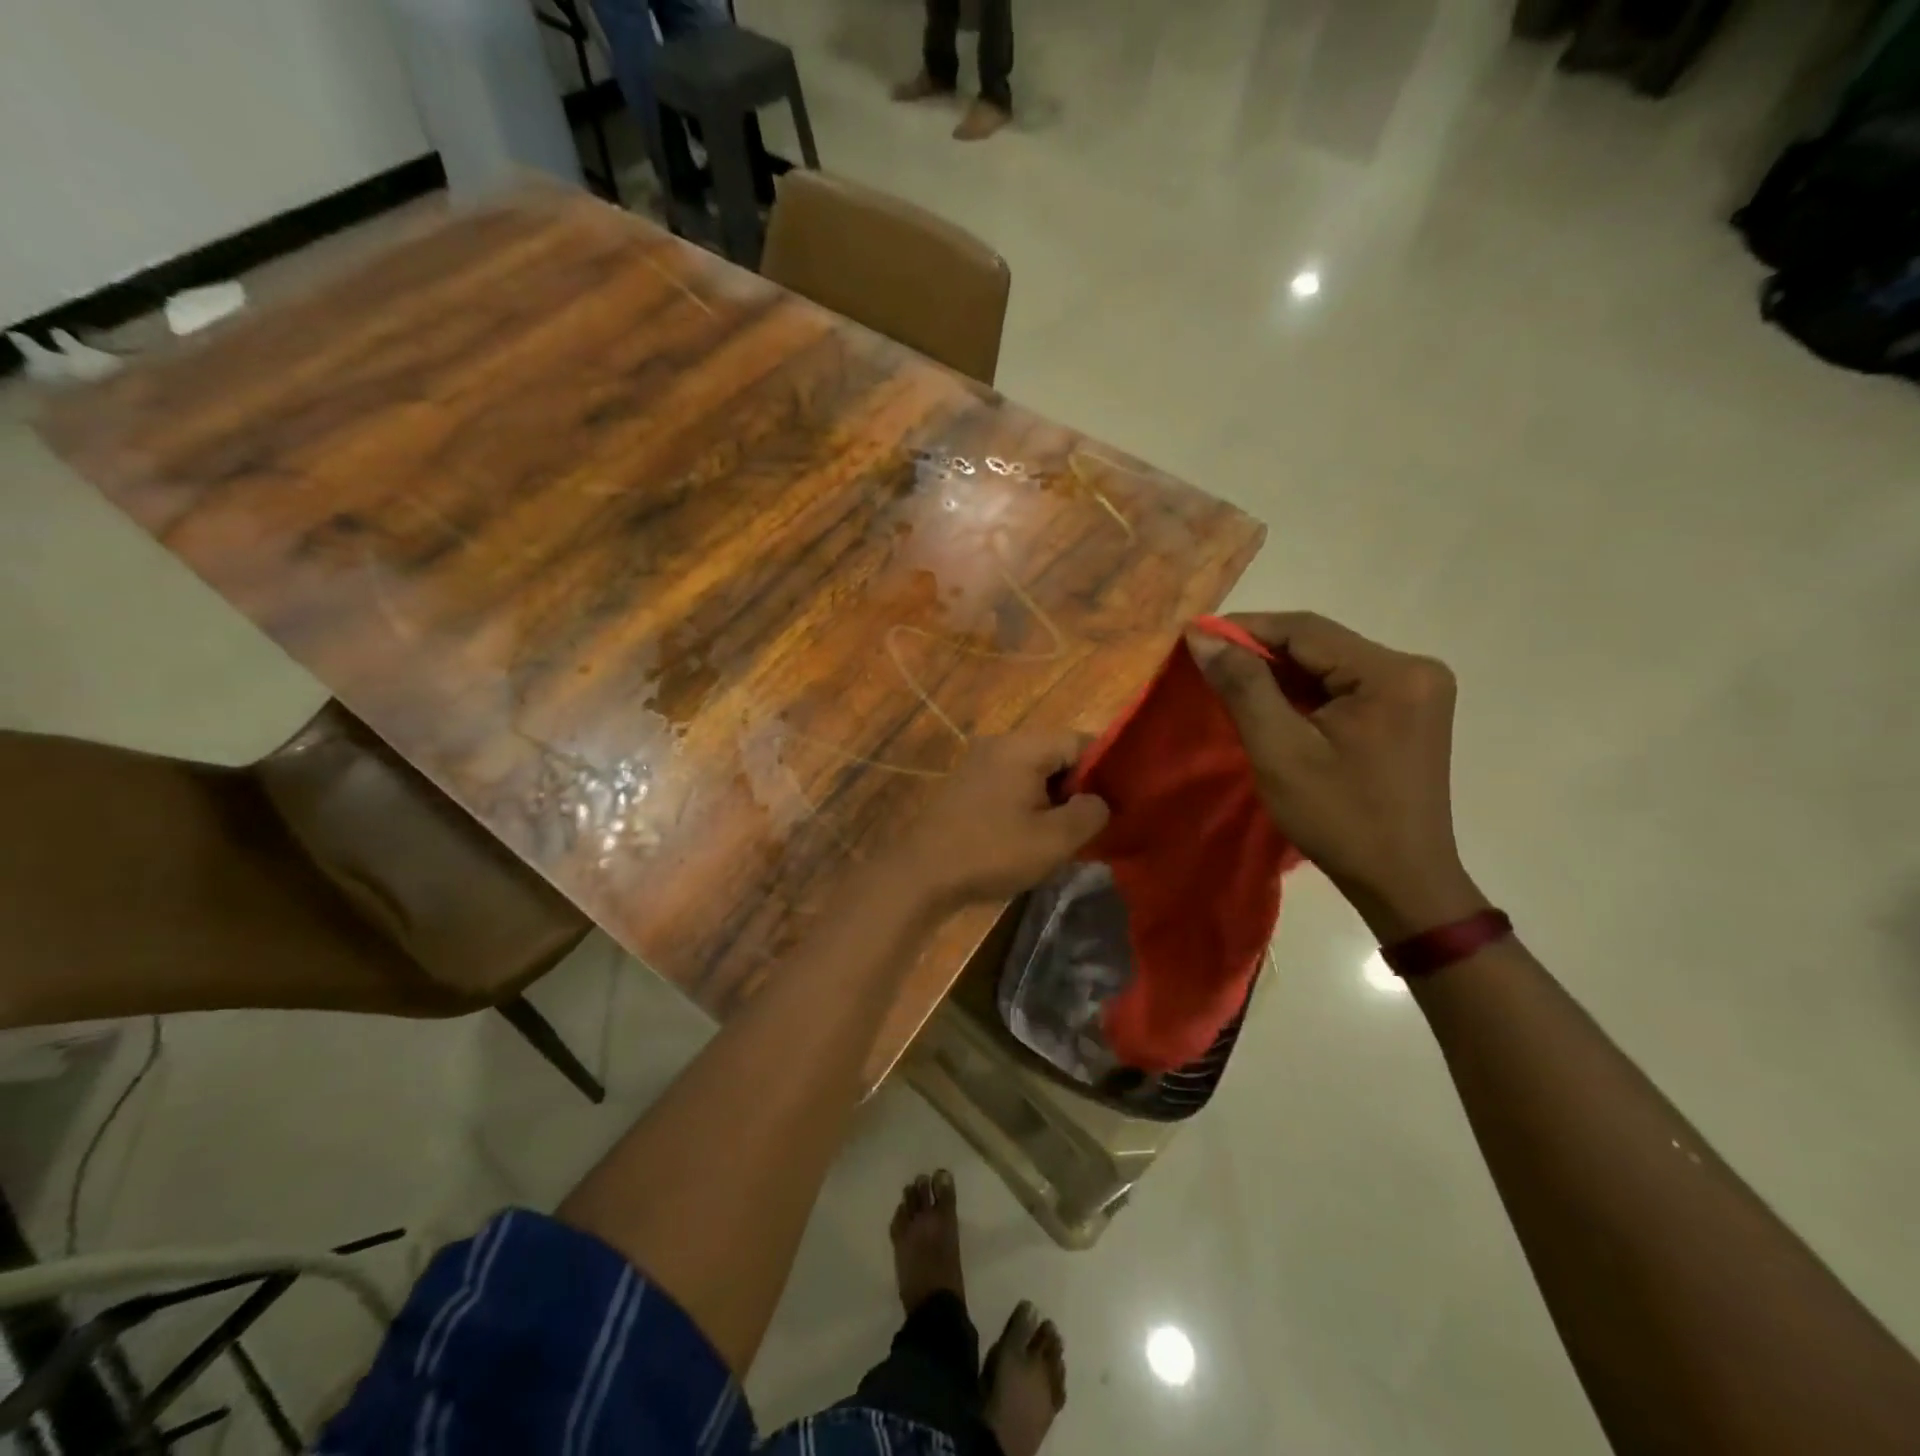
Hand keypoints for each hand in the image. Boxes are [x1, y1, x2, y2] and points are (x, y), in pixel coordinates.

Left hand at [899, 733, 1108, 909]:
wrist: (922, 873)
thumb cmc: (992, 852)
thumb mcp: (1055, 840)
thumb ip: (1090, 813)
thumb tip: (1098, 801)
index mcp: (1023, 746)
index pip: (1081, 741)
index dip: (1106, 771)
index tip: (1116, 804)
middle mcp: (1000, 743)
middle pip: (1056, 754)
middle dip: (1078, 787)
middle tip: (1091, 824)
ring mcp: (979, 762)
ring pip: (1034, 771)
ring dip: (1053, 798)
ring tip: (1063, 834)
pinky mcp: (967, 784)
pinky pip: (1011, 783)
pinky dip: (1028, 802)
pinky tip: (1031, 834)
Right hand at [1188, 612, 1487, 940]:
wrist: (1401, 880)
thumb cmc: (1338, 818)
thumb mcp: (1280, 751)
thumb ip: (1243, 687)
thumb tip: (1203, 636)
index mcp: (1392, 673)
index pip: (1306, 630)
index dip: (1246, 628)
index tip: (1195, 637)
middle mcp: (1413, 668)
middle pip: (1320, 644)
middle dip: (1261, 652)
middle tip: (1208, 664)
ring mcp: (1415, 689)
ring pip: (1329, 664)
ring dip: (1280, 673)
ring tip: (1231, 684)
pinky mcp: (1407, 710)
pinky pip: (1343, 685)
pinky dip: (1304, 692)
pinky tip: (1272, 704)